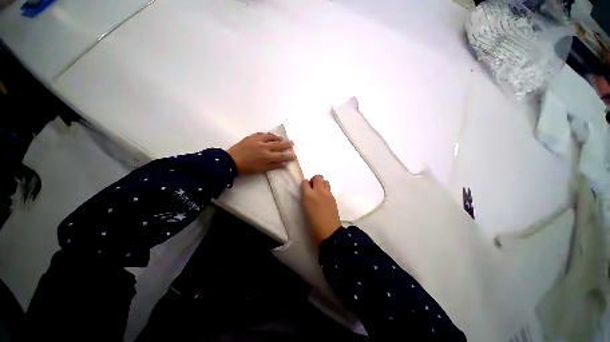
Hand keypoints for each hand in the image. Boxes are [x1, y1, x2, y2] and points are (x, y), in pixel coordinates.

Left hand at [228, 133, 295, 174]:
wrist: (231, 161)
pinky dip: (268, 134)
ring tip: (282, 138)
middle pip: (278, 145)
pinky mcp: (252, 137)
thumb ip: (273, 166)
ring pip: (271, 137)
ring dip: (278, 138)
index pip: (281, 156)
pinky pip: (262, 133)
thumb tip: (284, 164)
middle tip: (292, 143)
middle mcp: (264, 147)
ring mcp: (258, 140)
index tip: (294, 155)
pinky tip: (270, 135)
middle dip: (287, 144)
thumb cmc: (247, 168)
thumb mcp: (261, 169)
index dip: (289, 156)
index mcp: (267, 156)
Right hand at [300, 175, 340, 245]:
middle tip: (312, 188)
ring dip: (321, 184)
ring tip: (319, 193)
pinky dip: (325, 190)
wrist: (328, 232)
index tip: (304, 189)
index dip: (304, 184)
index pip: (305, 182)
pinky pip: (328, 189)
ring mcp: (328, 194)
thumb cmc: (313, 224)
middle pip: (318, 177)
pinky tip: (324, 199)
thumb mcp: (305, 209)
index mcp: (309, 195)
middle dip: (314, 180)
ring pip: (325, 181)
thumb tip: (307, 192)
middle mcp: (319, 191)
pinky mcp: (333, 198)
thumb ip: (305, 198)